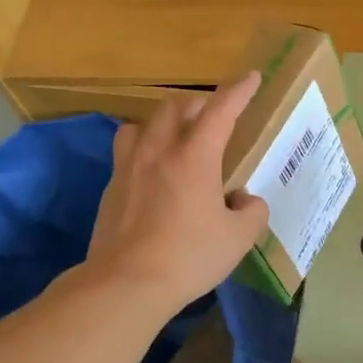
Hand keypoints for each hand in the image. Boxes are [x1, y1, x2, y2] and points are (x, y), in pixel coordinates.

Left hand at [85, 72, 269, 312]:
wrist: (125, 284)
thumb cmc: (189, 257)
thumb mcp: (238, 238)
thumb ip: (252, 212)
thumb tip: (247, 201)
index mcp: (194, 157)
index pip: (220, 110)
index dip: (239, 91)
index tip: (252, 77)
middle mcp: (158, 152)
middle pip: (174, 108)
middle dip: (198, 104)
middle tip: (214, 117)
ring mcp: (128, 168)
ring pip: (141, 124)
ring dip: (162, 122)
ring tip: (175, 139)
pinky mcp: (110, 189)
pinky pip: (127, 153)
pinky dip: (144, 151)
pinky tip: (153, 176)